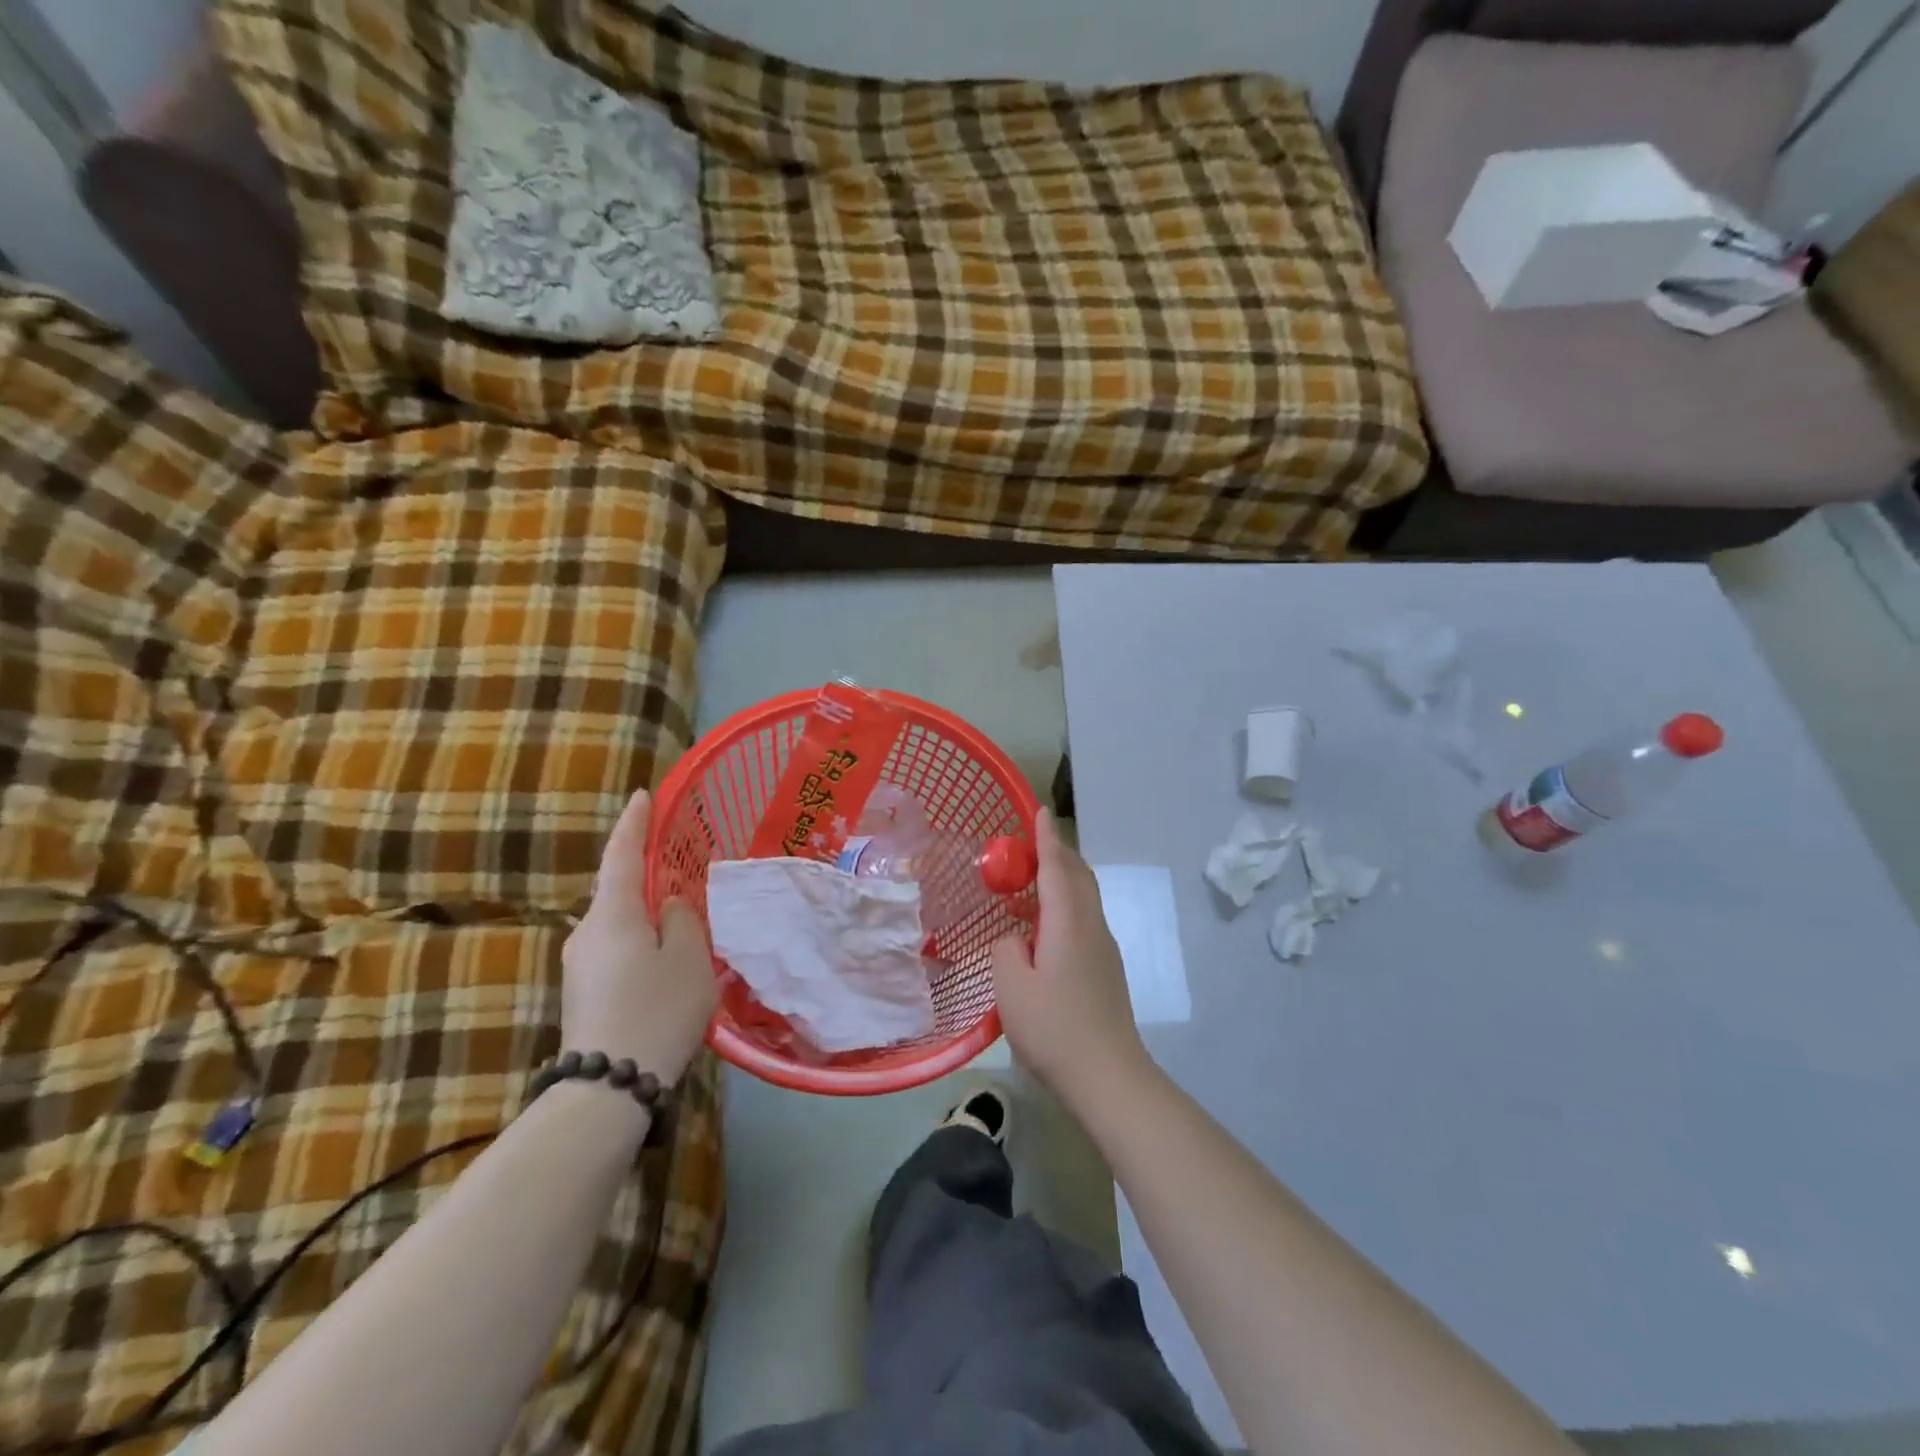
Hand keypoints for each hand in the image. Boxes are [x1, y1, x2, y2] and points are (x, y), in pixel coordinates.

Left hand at [562, 790, 718, 1084]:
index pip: (622, 854)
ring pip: (620, 924)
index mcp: (613, 914)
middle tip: (682, 872)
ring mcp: (579, 964)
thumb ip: (682, 919)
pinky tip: (665, 962)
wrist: (609, 1086)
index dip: (634, 823)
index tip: (643, 796)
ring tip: (683, 926)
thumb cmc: (657, 1009)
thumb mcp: (689, 958)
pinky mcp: (582, 991)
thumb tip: (669, 905)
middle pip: (619, 890)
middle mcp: (587, 932)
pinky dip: (641, 942)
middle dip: (647, 877)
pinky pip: (617, 949)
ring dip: (647, 916)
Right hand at [991, 808, 1146, 1100]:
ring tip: (1032, 880)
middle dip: (1057, 852)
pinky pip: (1084, 918)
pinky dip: (1065, 903)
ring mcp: (1103, 947)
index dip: (1045, 838)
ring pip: (1084, 897)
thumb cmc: (1054, 1028)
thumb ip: (1006, 949)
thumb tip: (1014, 936)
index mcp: (1068, 922)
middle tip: (1029, 842)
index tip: (1039, 810)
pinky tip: (1044, 926)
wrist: (1109, 1076)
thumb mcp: (1011, 988)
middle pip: (1077, 875)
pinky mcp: (1106, 967)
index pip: (1056, 866)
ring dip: (1062, 878)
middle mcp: (1091, 926)